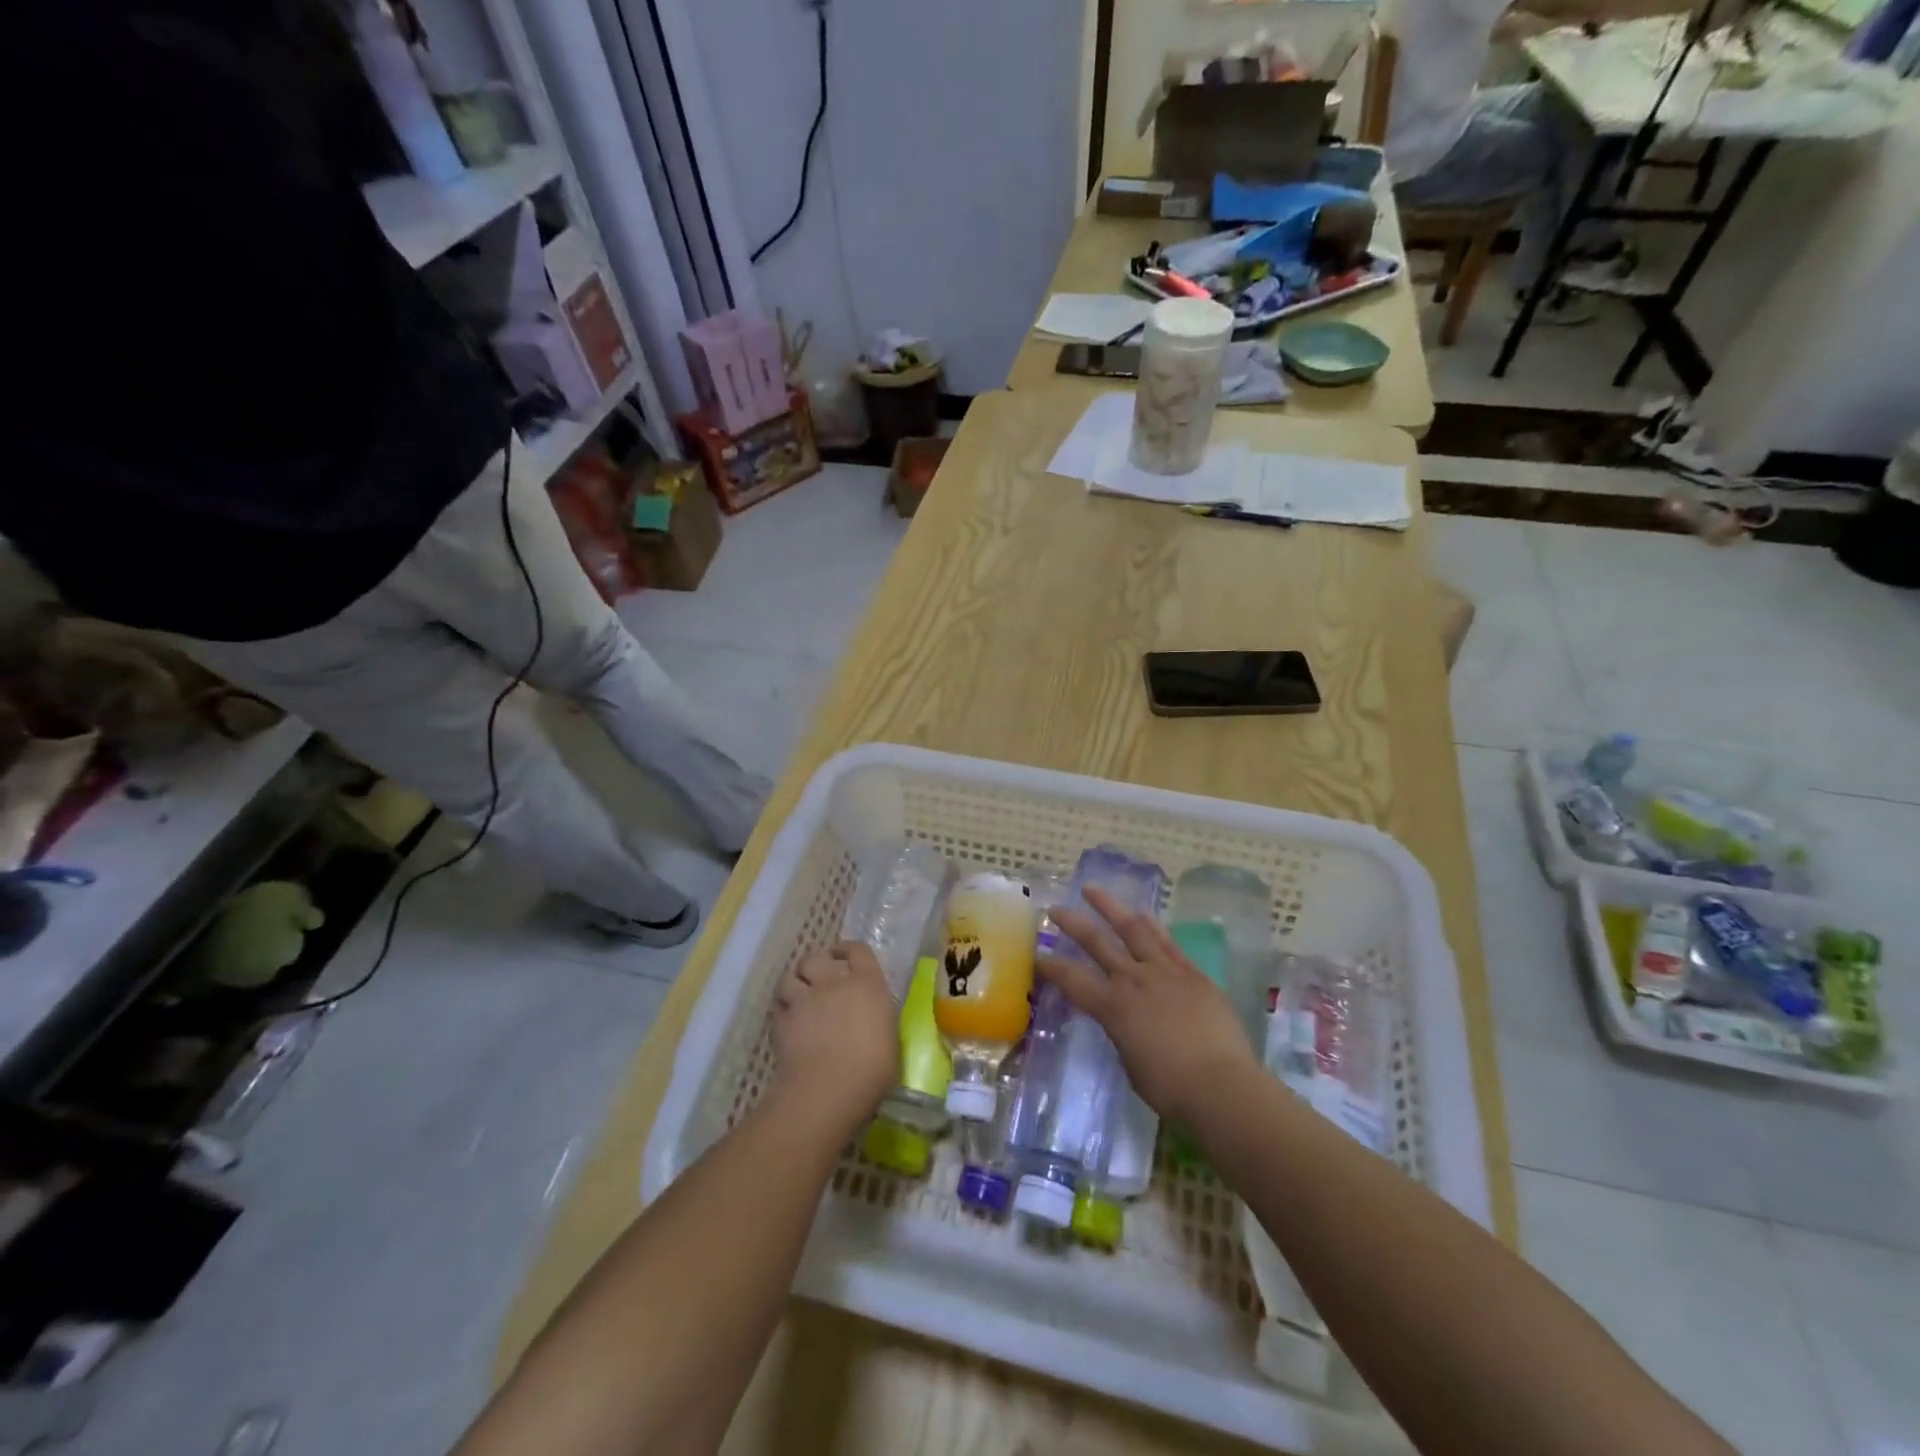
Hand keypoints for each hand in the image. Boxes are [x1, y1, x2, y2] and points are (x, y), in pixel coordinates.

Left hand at [771, 942, 898, 1125]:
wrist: (830, 1089)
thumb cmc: (873, 1070)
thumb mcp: (889, 1038)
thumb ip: (877, 1020)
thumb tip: (870, 1021)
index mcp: (867, 984)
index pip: (858, 950)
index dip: (849, 950)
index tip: (845, 956)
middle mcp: (834, 983)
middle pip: (817, 958)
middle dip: (816, 964)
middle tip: (819, 977)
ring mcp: (805, 1000)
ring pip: (790, 976)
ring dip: (794, 982)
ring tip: (798, 993)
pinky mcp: (782, 1021)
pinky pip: (778, 1005)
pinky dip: (782, 1008)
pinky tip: (788, 1020)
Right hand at [1041, 887, 1258, 1127]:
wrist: (1222, 1085)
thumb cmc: (1171, 1088)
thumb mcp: (1131, 1064)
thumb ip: (1122, 1035)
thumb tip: (1124, 1023)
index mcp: (1113, 1008)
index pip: (1072, 980)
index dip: (1050, 967)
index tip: (1036, 956)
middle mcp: (1134, 980)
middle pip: (1097, 943)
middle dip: (1073, 923)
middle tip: (1055, 908)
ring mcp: (1165, 972)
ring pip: (1132, 929)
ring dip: (1110, 907)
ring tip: (1093, 890)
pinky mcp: (1193, 973)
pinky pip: (1167, 941)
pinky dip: (1151, 924)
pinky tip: (1142, 913)